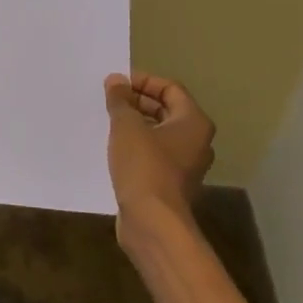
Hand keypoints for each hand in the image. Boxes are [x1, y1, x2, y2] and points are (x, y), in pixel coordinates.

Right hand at [105, 71, 215, 241]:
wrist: (153, 222)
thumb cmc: (144, 166)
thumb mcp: (126, 126)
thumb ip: (120, 100)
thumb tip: (116, 80)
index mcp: (194, 122)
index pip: (170, 88)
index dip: (143, 81)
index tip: (116, 83)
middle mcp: (196, 141)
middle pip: (166, 110)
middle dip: (136, 102)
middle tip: (109, 100)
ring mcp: (185, 165)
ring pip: (158, 134)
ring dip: (134, 125)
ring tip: (107, 121)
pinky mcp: (171, 184)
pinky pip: (153, 155)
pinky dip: (135, 147)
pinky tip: (112, 148)